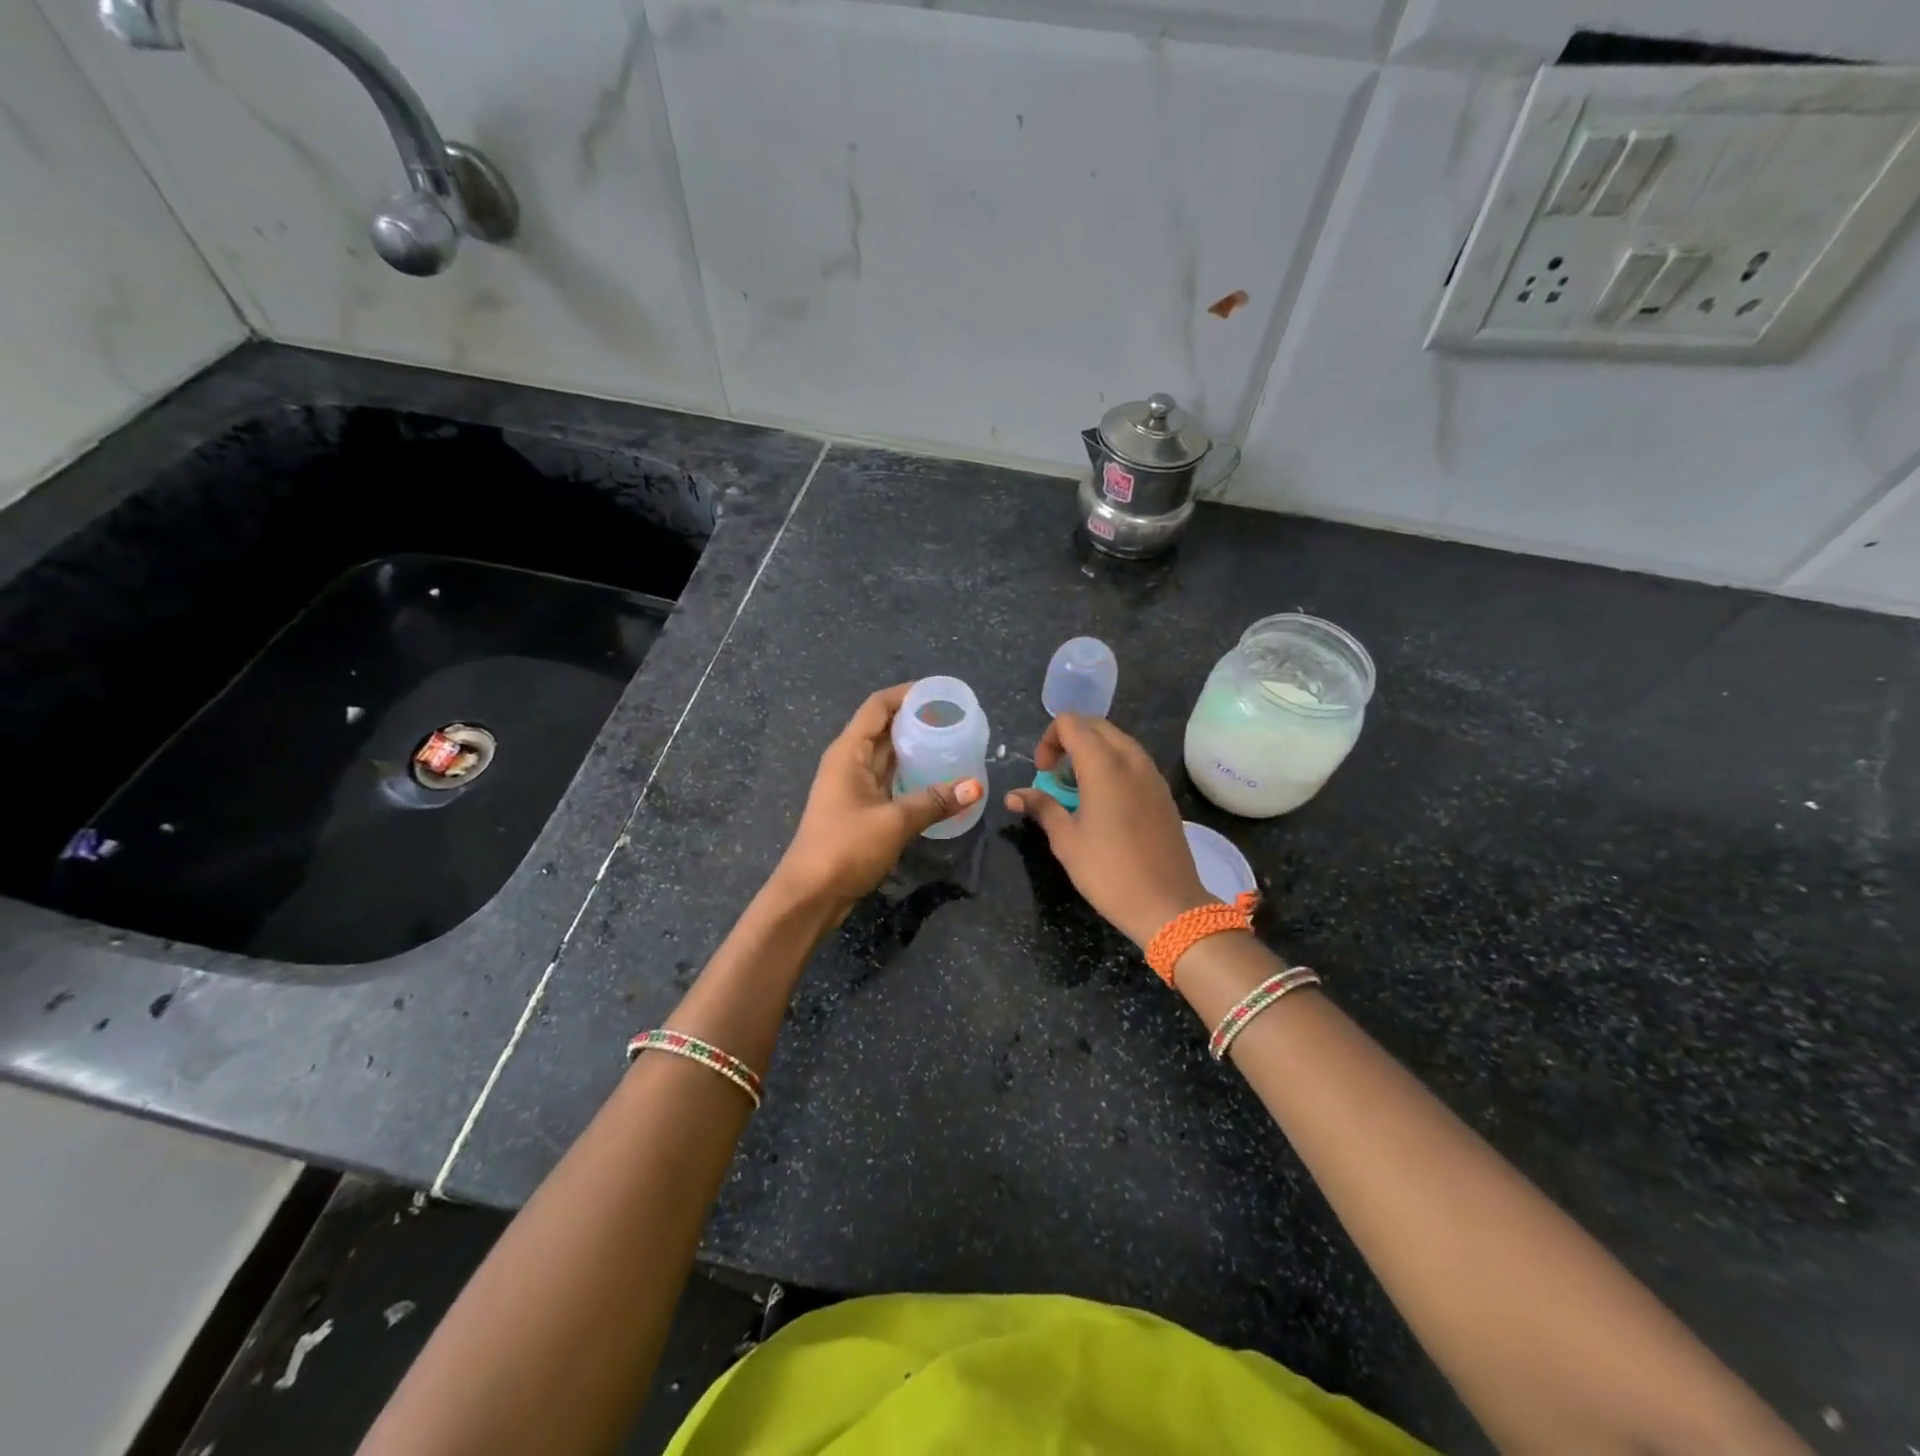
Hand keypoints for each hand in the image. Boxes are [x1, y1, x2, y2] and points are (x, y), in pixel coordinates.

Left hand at [773, 683, 981, 911]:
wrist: (810, 895)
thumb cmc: (845, 848)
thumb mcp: (894, 822)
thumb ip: (934, 801)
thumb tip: (976, 787)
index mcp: (848, 752)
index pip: (877, 707)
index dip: (907, 694)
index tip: (941, 693)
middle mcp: (848, 762)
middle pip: (883, 728)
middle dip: (916, 719)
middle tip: (956, 719)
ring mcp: (853, 786)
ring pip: (887, 755)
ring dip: (914, 747)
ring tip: (952, 742)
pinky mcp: (859, 808)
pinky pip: (888, 779)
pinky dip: (910, 773)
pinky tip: (936, 777)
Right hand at [1004, 715, 1211, 946]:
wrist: (1167, 905)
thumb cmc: (1108, 872)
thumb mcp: (1066, 840)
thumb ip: (1041, 808)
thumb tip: (1014, 795)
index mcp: (1104, 765)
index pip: (1071, 723)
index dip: (1049, 740)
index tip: (1042, 773)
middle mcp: (1132, 760)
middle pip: (1096, 726)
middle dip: (1069, 741)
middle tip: (1055, 776)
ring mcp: (1153, 775)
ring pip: (1118, 742)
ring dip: (1092, 753)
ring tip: (1078, 790)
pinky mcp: (1164, 793)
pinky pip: (1134, 762)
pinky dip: (1113, 766)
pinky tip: (1104, 803)